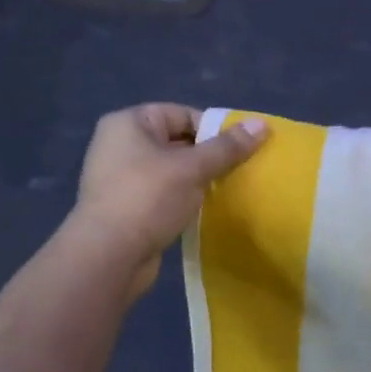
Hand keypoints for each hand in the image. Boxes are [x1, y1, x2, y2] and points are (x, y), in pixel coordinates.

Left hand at [68, 104, 267, 298]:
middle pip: (178, 141)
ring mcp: (121, 178)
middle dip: (209, 156)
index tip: (241, 149)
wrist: (108, 257)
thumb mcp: (193, 168)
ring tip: (226, 191)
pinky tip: (205, 210)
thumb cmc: (148, 198)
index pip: (182, 114)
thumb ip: (228, 147)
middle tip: (240, 170)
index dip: (214, 129)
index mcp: (128, 123)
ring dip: (199, 180)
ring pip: (173, 170)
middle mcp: (120, 145)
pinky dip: (185, 198)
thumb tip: (263, 124)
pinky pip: (164, 194)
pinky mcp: (127, 207)